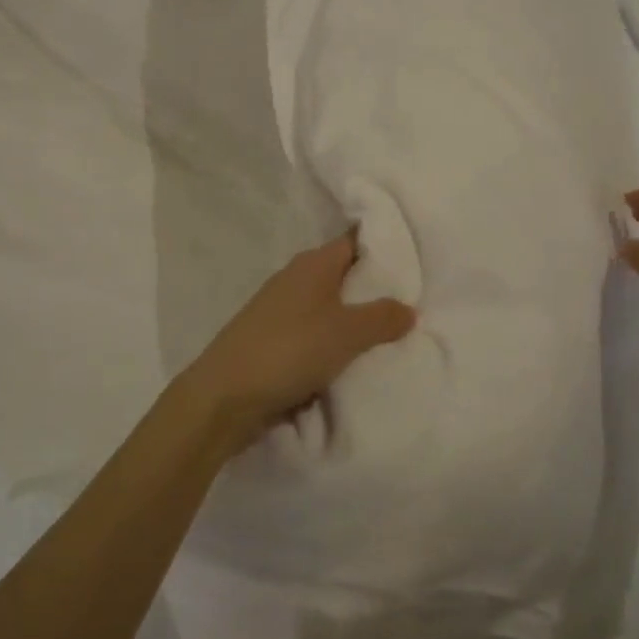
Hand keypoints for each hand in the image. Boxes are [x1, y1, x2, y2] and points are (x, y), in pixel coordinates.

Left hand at [173, 231, 415, 453]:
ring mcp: (281, 311)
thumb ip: (382, 317)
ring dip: (354, 321)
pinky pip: (314, 335)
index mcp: (313, 264)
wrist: (224, 397)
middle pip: (344, 275)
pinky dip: (333, 344)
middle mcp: (295, 279)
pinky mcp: (273, 341)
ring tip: (391, 336)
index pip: (355, 241)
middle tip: (413, 302)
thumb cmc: (289, 350)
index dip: (384, 246)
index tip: (415, 259)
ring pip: (330, 308)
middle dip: (374, 289)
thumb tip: (409, 308)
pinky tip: (353, 361)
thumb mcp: (346, 332)